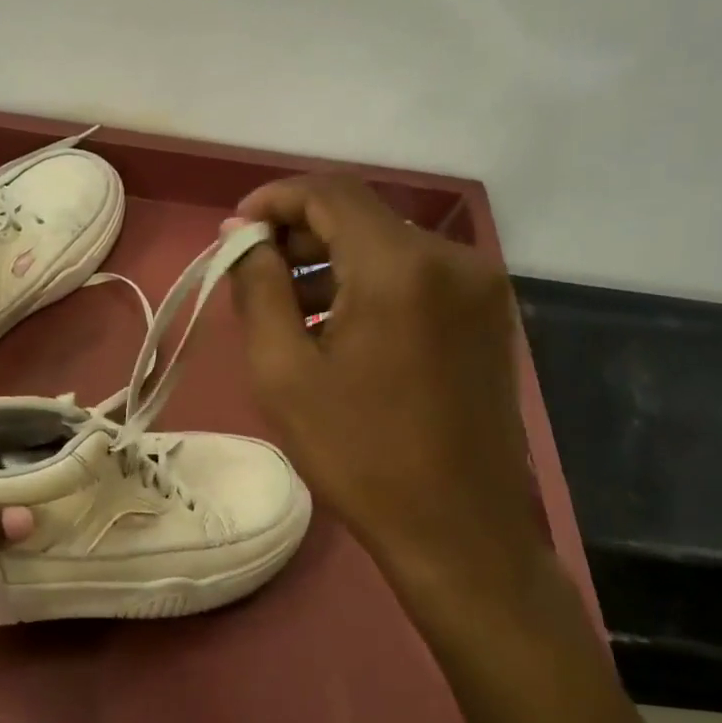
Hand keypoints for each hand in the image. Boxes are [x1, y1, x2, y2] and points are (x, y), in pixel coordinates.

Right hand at [226, 176, 547, 616]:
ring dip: (332, 263)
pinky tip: (338, 327)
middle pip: (361, 216)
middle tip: (253, 272)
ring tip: (286, 307)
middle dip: (299, 234)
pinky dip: (369, 285)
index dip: (274, 201)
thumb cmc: (359, 454)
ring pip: (388, 246)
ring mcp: (479, 286)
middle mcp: (451, 258)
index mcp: (400, 266)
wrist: (458, 529)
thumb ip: (258, 289)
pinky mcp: (487, 316)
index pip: (330, 192)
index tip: (234, 232)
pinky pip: (416, 277)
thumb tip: (242, 237)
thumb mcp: (283, 372)